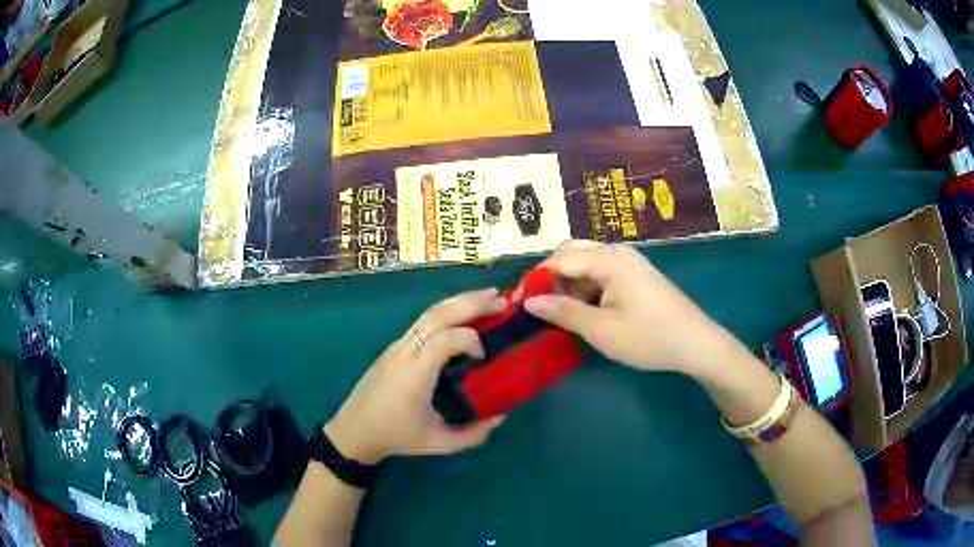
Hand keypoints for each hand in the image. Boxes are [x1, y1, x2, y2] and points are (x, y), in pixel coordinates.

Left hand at [325, 288, 507, 463]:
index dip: (471, 340)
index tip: (483, 358)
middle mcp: (405, 351)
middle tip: (501, 299)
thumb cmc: (396, 436)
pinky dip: (447, 311)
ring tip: (487, 296)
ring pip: (429, 312)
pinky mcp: (394, 346)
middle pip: (438, 314)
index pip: (447, 339)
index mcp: (415, 374)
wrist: (354, 431)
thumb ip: (473, 435)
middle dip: (471, 302)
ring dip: (459, 301)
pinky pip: (423, 321)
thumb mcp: (438, 443)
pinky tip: (462, 314)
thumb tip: (501, 417)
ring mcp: (397, 345)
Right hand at [523, 241, 727, 374]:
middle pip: (573, 252)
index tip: (519, 303)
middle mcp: (618, 253)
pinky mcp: (637, 274)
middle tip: (544, 307)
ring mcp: (630, 262)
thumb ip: (563, 312)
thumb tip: (529, 302)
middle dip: (552, 277)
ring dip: (570, 283)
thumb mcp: (601, 330)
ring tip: (566, 313)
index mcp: (609, 260)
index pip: (560, 259)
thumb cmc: (648, 338)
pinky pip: (602, 271)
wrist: (696, 344)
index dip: (536, 279)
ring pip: (587, 262)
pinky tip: (589, 309)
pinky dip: (588, 286)